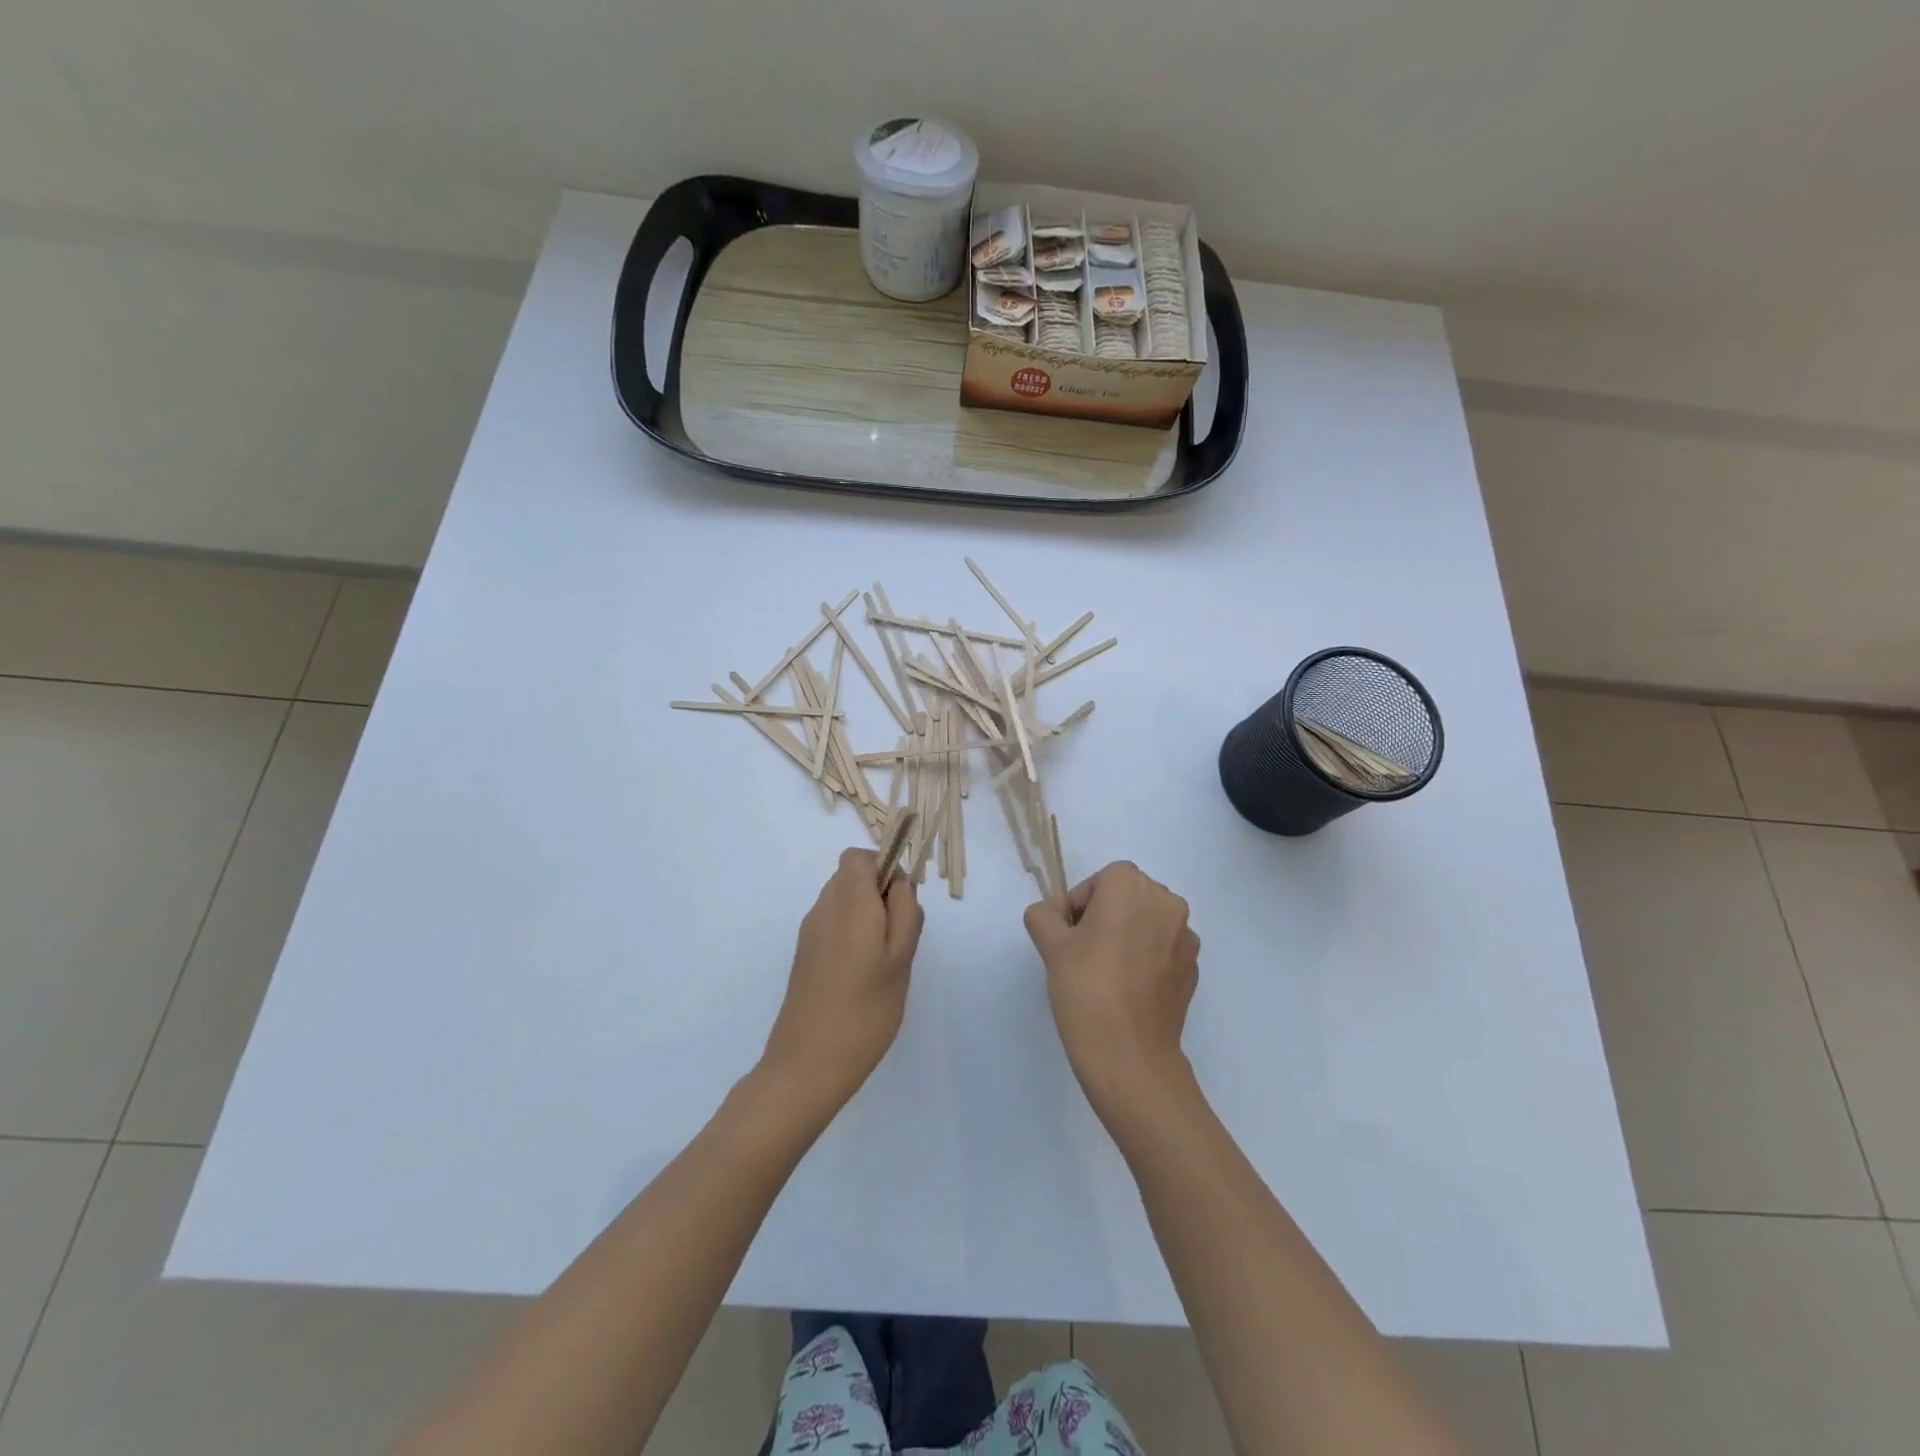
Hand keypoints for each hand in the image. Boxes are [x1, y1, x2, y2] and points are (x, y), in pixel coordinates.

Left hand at [761, 848, 924, 1112]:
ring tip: (884, 962)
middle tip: (899, 938)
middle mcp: (823, 909)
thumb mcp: (901, 958)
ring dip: (867, 918)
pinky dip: (851, 937)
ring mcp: (809, 934)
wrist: (807, 1065)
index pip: (858, 856)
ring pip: (843, 903)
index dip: (884, 868)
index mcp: (848, 902)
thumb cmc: (865, 1009)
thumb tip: (899, 883)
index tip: (902, 904)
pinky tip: (863, 977)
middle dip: (879, 895)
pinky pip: (833, 927)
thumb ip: (906, 912)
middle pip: (850, 878)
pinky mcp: (804, 957)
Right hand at [1024, 861, 1199, 1117]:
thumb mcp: (1050, 945)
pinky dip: (1146, 958)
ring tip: (1106, 973)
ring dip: (1128, 935)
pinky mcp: (1192, 969)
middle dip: (1105, 916)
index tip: (1068, 937)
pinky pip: (1163, 949)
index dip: (1080, 905)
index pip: (1101, 880)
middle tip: (1082, 953)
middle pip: (1128, 896)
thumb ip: (1045, 915)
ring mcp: (1186, 937)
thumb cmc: (1086, 989)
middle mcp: (1166, 903)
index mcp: (1131, 888)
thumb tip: (1054, 914)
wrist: (1129, 1056)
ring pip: (1148, 922)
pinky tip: (1128, 991)